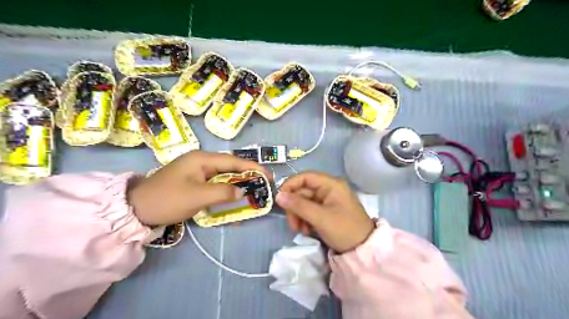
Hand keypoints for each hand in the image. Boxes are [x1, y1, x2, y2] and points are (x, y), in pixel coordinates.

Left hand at [128, 151, 269, 224]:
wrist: (136, 209)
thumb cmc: (167, 199)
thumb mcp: (197, 197)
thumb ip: (223, 193)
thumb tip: (241, 192)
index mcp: (202, 159)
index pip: (234, 161)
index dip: (253, 167)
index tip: (269, 176)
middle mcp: (201, 161)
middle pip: (230, 166)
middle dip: (248, 175)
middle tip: (263, 185)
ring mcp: (197, 171)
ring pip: (224, 176)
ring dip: (238, 184)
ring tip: (253, 191)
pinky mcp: (194, 181)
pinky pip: (215, 184)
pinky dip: (226, 191)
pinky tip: (234, 198)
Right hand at [276, 171, 373, 252]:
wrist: (363, 250)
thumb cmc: (344, 229)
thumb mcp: (320, 217)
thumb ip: (298, 205)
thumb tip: (278, 195)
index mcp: (331, 184)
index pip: (305, 177)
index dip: (290, 185)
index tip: (280, 199)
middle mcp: (329, 189)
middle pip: (303, 191)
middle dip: (295, 207)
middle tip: (293, 224)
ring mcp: (328, 200)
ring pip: (304, 202)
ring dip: (299, 215)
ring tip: (301, 230)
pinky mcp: (327, 211)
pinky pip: (310, 210)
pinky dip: (305, 220)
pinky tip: (307, 231)